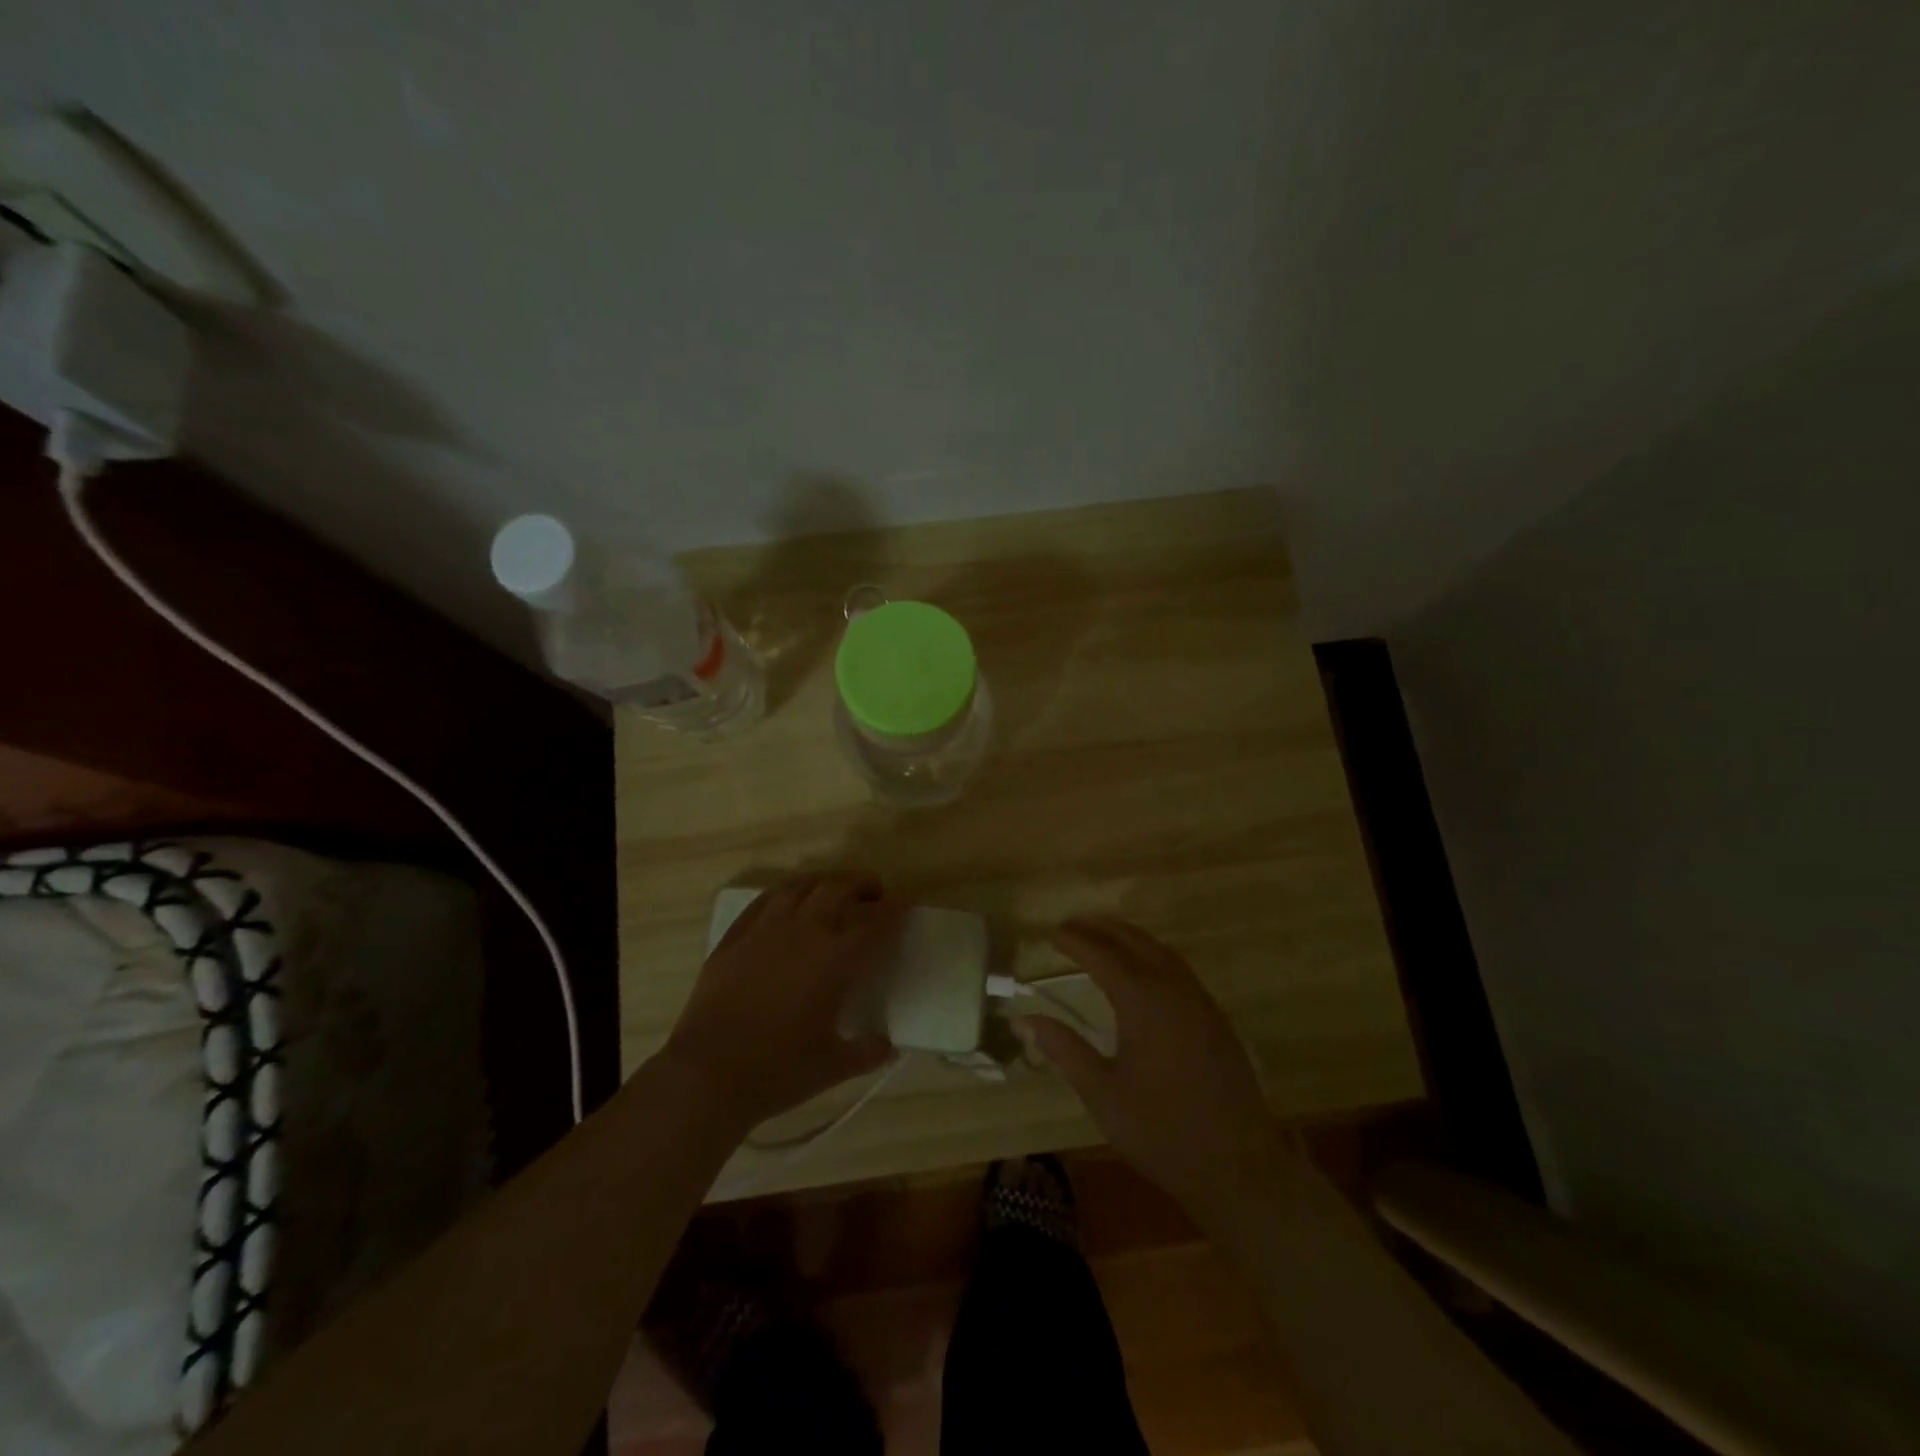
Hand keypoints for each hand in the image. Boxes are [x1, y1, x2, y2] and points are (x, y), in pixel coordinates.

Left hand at [660, 874, 905, 1131]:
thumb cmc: (777, 1071)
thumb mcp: (832, 1067)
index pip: (876, 924)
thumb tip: (888, 1047)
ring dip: (824, 882)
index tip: (905, 905)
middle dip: (862, 885)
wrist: (707, 1075)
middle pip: (839, 889)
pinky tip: (788, 901)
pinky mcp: (735, 936)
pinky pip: (765, 900)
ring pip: (801, 886)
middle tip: (873, 893)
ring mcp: (766, 929)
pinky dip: (785, 893)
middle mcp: (805, 933)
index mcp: (836, 961)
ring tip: (833, 891)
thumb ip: (866, 1052)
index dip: (895, 911)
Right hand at [1023, 917, 1275, 1219]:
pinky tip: (1143, 971)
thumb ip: (1064, 1049)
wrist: (1236, 1165)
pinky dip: (1153, 955)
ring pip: (1161, 950)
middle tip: (1071, 925)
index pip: (1101, 955)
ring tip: (1103, 937)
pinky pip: (1179, 969)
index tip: (1051, 933)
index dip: (1074, 941)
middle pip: (1134, 941)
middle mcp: (1172, 988)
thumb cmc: (1160, 1130)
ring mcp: (1199, 1001)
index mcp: (1142, 1001)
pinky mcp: (1215, 1018)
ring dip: (1129, 937)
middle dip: (1101, 928)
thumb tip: (1024, 1019)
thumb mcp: (1101, 1092)